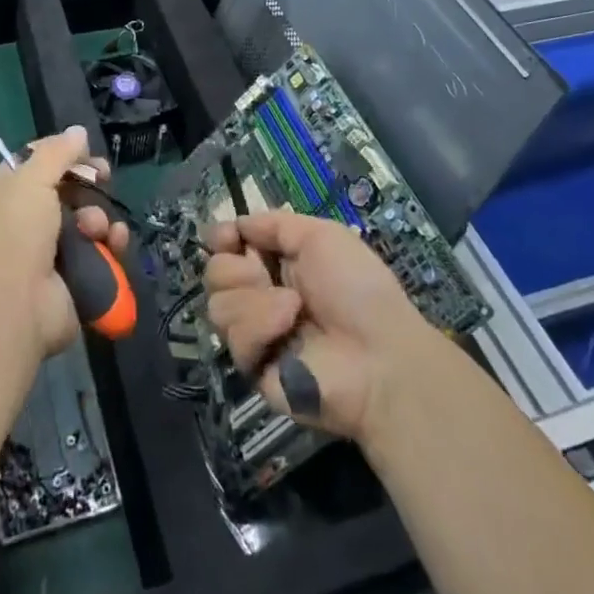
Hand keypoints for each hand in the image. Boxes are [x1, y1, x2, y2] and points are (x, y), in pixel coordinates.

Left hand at [0, 126, 131, 361]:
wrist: (13, 309)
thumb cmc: (14, 234)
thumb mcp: (31, 180)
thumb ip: (56, 152)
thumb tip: (78, 132)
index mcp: (2, 197)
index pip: (33, 165)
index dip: (61, 155)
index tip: (85, 152)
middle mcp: (23, 224)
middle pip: (65, 192)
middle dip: (87, 185)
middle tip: (104, 178)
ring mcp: (48, 256)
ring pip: (86, 223)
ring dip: (99, 218)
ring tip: (96, 227)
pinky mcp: (72, 281)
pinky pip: (98, 254)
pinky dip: (110, 246)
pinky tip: (115, 243)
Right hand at [203, 212, 436, 444]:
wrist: (379, 357)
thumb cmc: (357, 287)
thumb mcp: (321, 235)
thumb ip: (274, 224)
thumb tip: (238, 224)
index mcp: (277, 262)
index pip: (226, 246)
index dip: (220, 238)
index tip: (227, 237)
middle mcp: (261, 295)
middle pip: (213, 273)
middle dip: (234, 269)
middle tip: (263, 274)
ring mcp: (257, 334)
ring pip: (217, 306)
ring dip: (252, 299)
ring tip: (290, 306)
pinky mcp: (255, 369)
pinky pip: (235, 340)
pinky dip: (260, 327)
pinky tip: (288, 328)